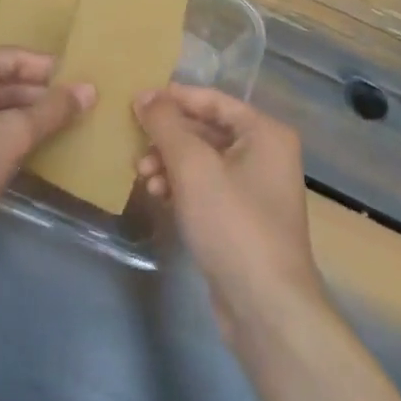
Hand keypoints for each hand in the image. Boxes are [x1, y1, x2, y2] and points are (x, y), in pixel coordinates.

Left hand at [0, 48, 94, 241]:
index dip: (53, 71)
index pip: (17, 57)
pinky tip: (34, 155)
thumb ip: (51, 111)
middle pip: (6, 82)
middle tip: (84, 112)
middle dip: (42, 98)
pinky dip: (7, 140)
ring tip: (68, 133)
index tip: (88, 84)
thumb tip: (89, 88)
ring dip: (28, 121)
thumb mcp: (10, 136)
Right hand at [135, 87, 326, 342]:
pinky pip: (207, 188)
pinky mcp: (243, 219)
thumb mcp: (193, 167)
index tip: (135, 101)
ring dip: (170, 163)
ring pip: (203, 161)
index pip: (213, 100)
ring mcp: (256, 189)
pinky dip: (182, 187)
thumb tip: (145, 95)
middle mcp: (266, 154)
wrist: (265, 305)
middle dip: (168, 137)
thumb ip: (166, 125)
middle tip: (135, 146)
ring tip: (142, 176)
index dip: (173, 98)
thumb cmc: (233, 223)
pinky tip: (158, 196)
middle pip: (207, 130)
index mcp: (265, 133)